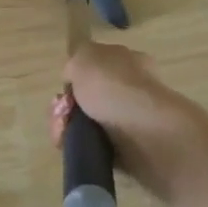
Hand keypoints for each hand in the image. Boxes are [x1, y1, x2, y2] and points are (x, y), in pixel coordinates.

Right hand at [50, 41, 202, 192]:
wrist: (145, 133)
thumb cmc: (114, 87)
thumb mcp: (85, 56)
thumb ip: (75, 59)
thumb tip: (74, 77)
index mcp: (127, 62)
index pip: (96, 66)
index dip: (76, 75)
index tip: (66, 85)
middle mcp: (130, 90)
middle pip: (86, 97)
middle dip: (66, 105)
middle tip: (63, 110)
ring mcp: (128, 122)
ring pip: (84, 123)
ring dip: (65, 126)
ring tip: (64, 130)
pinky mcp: (124, 150)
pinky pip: (91, 146)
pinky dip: (76, 145)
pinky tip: (70, 143)